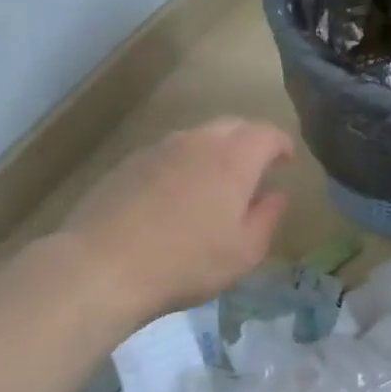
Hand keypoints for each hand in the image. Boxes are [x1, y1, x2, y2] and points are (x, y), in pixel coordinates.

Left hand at [57, 118, 293, 323]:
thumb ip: (268, 218)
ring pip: (198, 137)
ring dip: (216, 150)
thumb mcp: (244, 252)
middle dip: (250, 141)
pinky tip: (177, 195)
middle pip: (232, 125)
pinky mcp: (129, 163)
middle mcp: (197, 142)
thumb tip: (277, 195)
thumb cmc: (186, 262)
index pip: (266, 134)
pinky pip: (169, 152)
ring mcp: (159, 148)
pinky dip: (184, 163)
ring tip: (217, 182)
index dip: (282, 144)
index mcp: (232, 159)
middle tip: (257, 168)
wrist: (103, 266)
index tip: (287, 162)